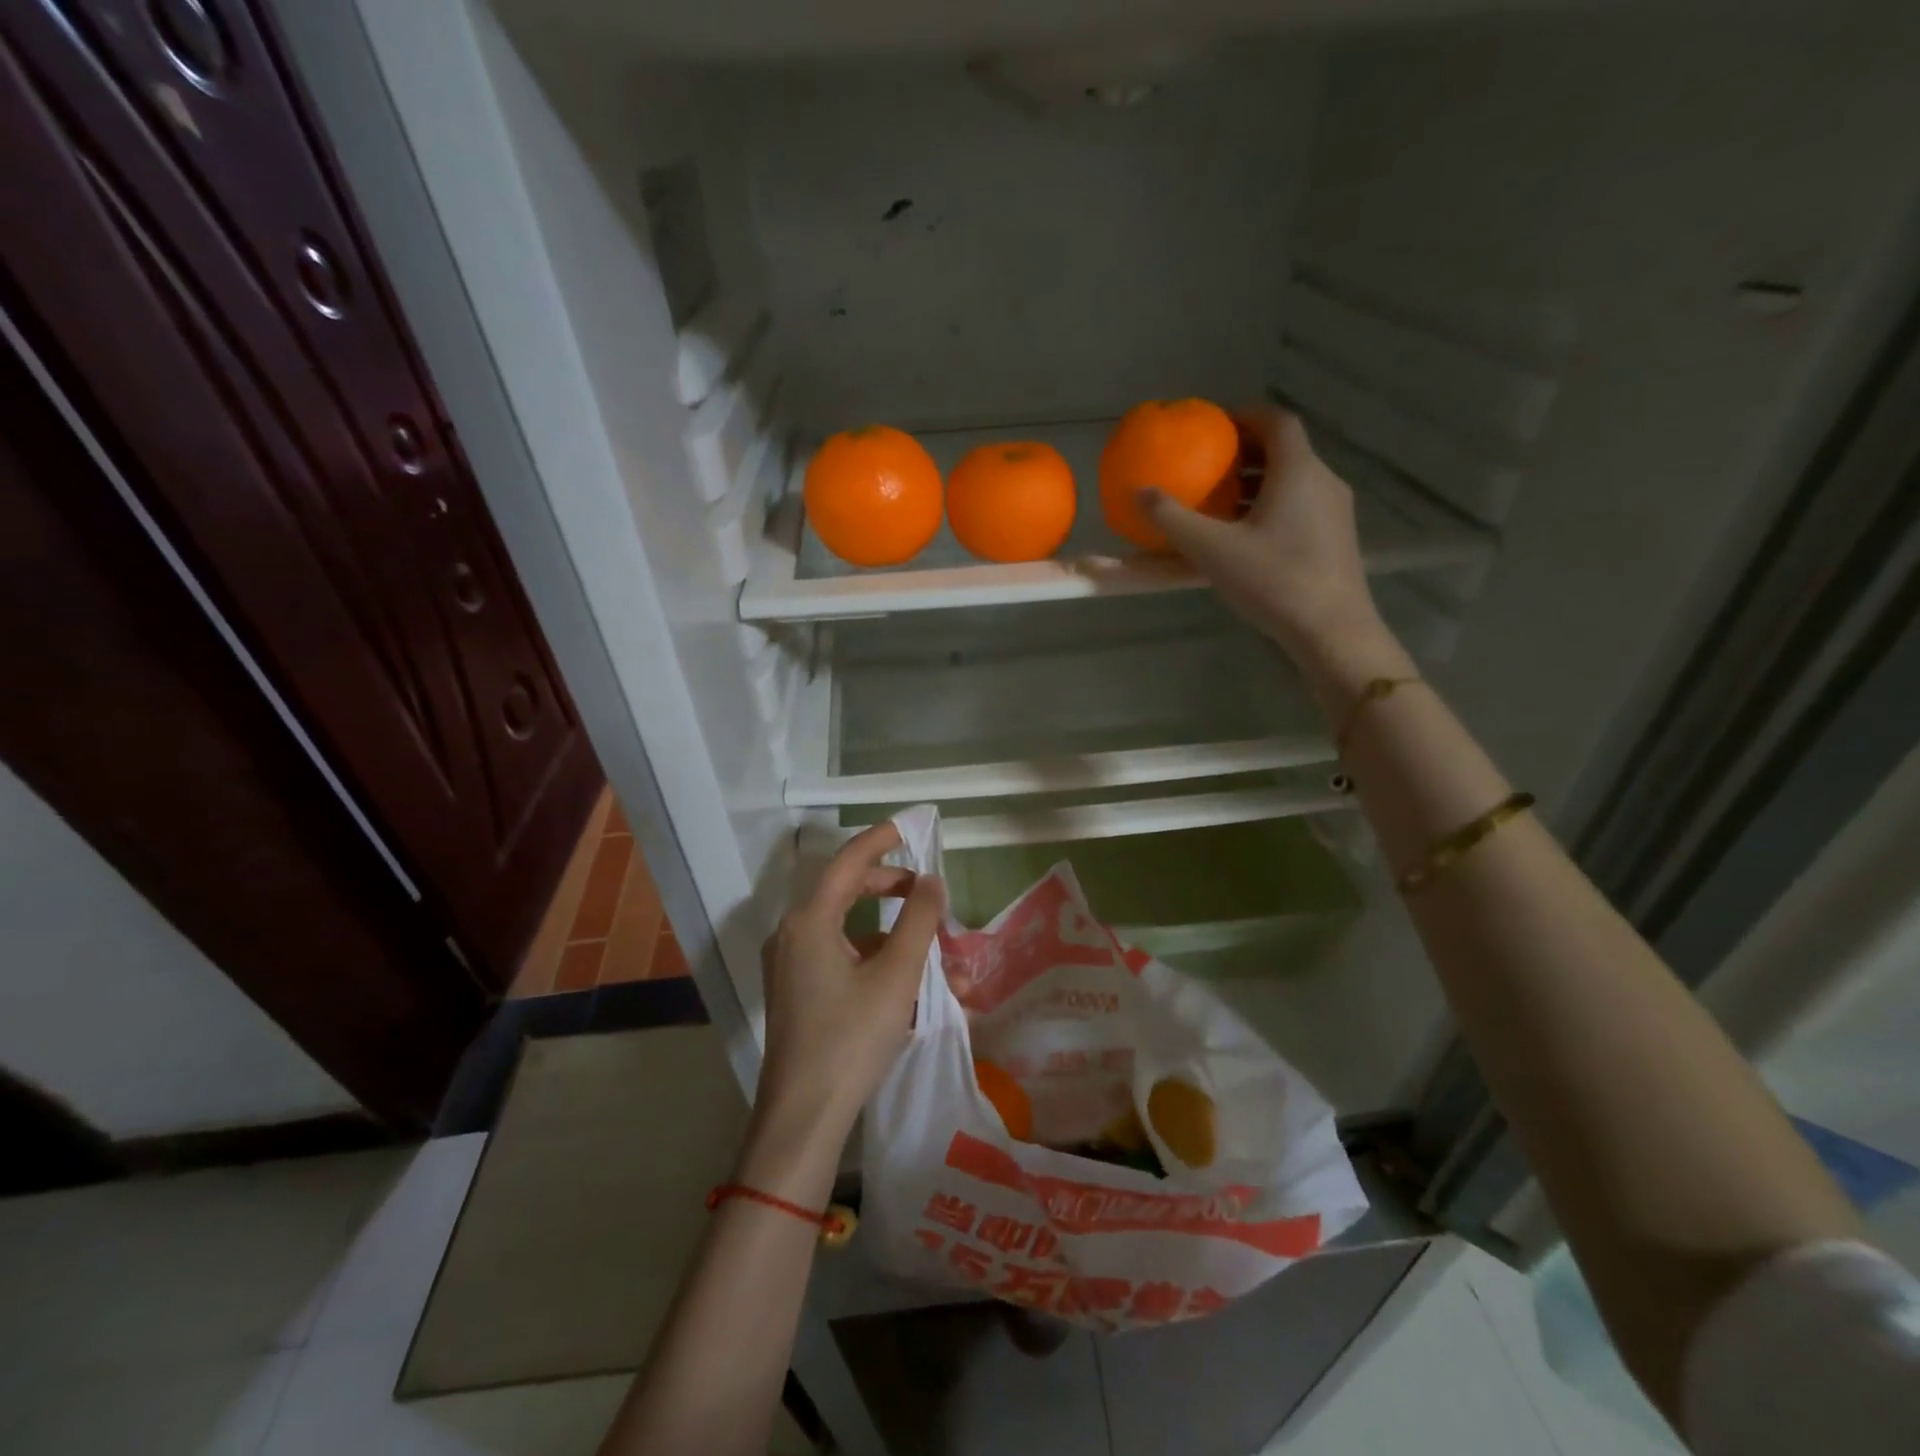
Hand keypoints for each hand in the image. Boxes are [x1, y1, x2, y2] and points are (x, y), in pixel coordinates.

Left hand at [743, 823, 943, 1195]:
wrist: (803, 1116)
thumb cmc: (851, 1038)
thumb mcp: (896, 976)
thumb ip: (918, 920)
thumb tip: (932, 881)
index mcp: (809, 921)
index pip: (847, 861)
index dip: (880, 839)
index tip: (910, 827)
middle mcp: (793, 934)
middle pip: (845, 891)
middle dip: (890, 887)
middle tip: (927, 892)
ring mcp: (792, 965)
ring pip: (848, 930)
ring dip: (892, 934)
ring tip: (937, 953)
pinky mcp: (798, 992)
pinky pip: (841, 959)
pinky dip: (876, 961)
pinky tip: (913, 987)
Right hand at [1141, 407, 1383, 668]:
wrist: (1331, 630)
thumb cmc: (1273, 581)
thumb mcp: (1212, 550)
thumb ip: (1173, 519)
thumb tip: (1140, 491)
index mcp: (1297, 471)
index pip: (1276, 421)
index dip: (1244, 415)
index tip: (1214, 426)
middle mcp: (1322, 481)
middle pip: (1285, 449)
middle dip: (1246, 451)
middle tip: (1209, 464)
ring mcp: (1334, 510)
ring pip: (1293, 479)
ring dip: (1257, 482)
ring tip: (1220, 501)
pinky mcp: (1335, 538)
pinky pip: (1300, 504)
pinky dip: (1271, 504)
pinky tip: (1246, 536)